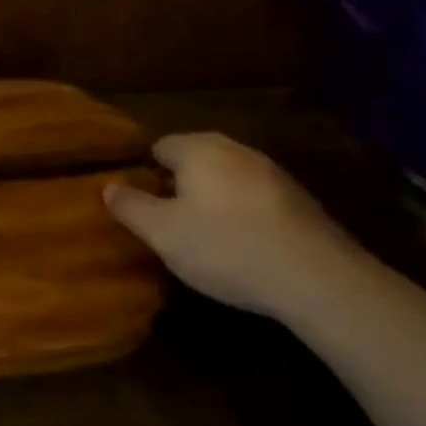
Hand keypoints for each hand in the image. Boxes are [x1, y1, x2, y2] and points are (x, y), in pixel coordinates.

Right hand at [104, 133, 359, 318]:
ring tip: (208, 240)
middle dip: (181, 187)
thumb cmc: (225, 247)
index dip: (146, 175)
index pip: (159, 147)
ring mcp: (273, 173)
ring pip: (228, 180)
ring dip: (215, 202)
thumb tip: (109, 186)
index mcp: (198, 148)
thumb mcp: (162, 233)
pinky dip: (246, 217)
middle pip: (195, 161)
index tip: (143, 207)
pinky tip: (246, 249)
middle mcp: (235, 149)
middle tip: (171, 225)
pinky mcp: (301, 201)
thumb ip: (131, 206)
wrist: (317, 278)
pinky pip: (257, 201)